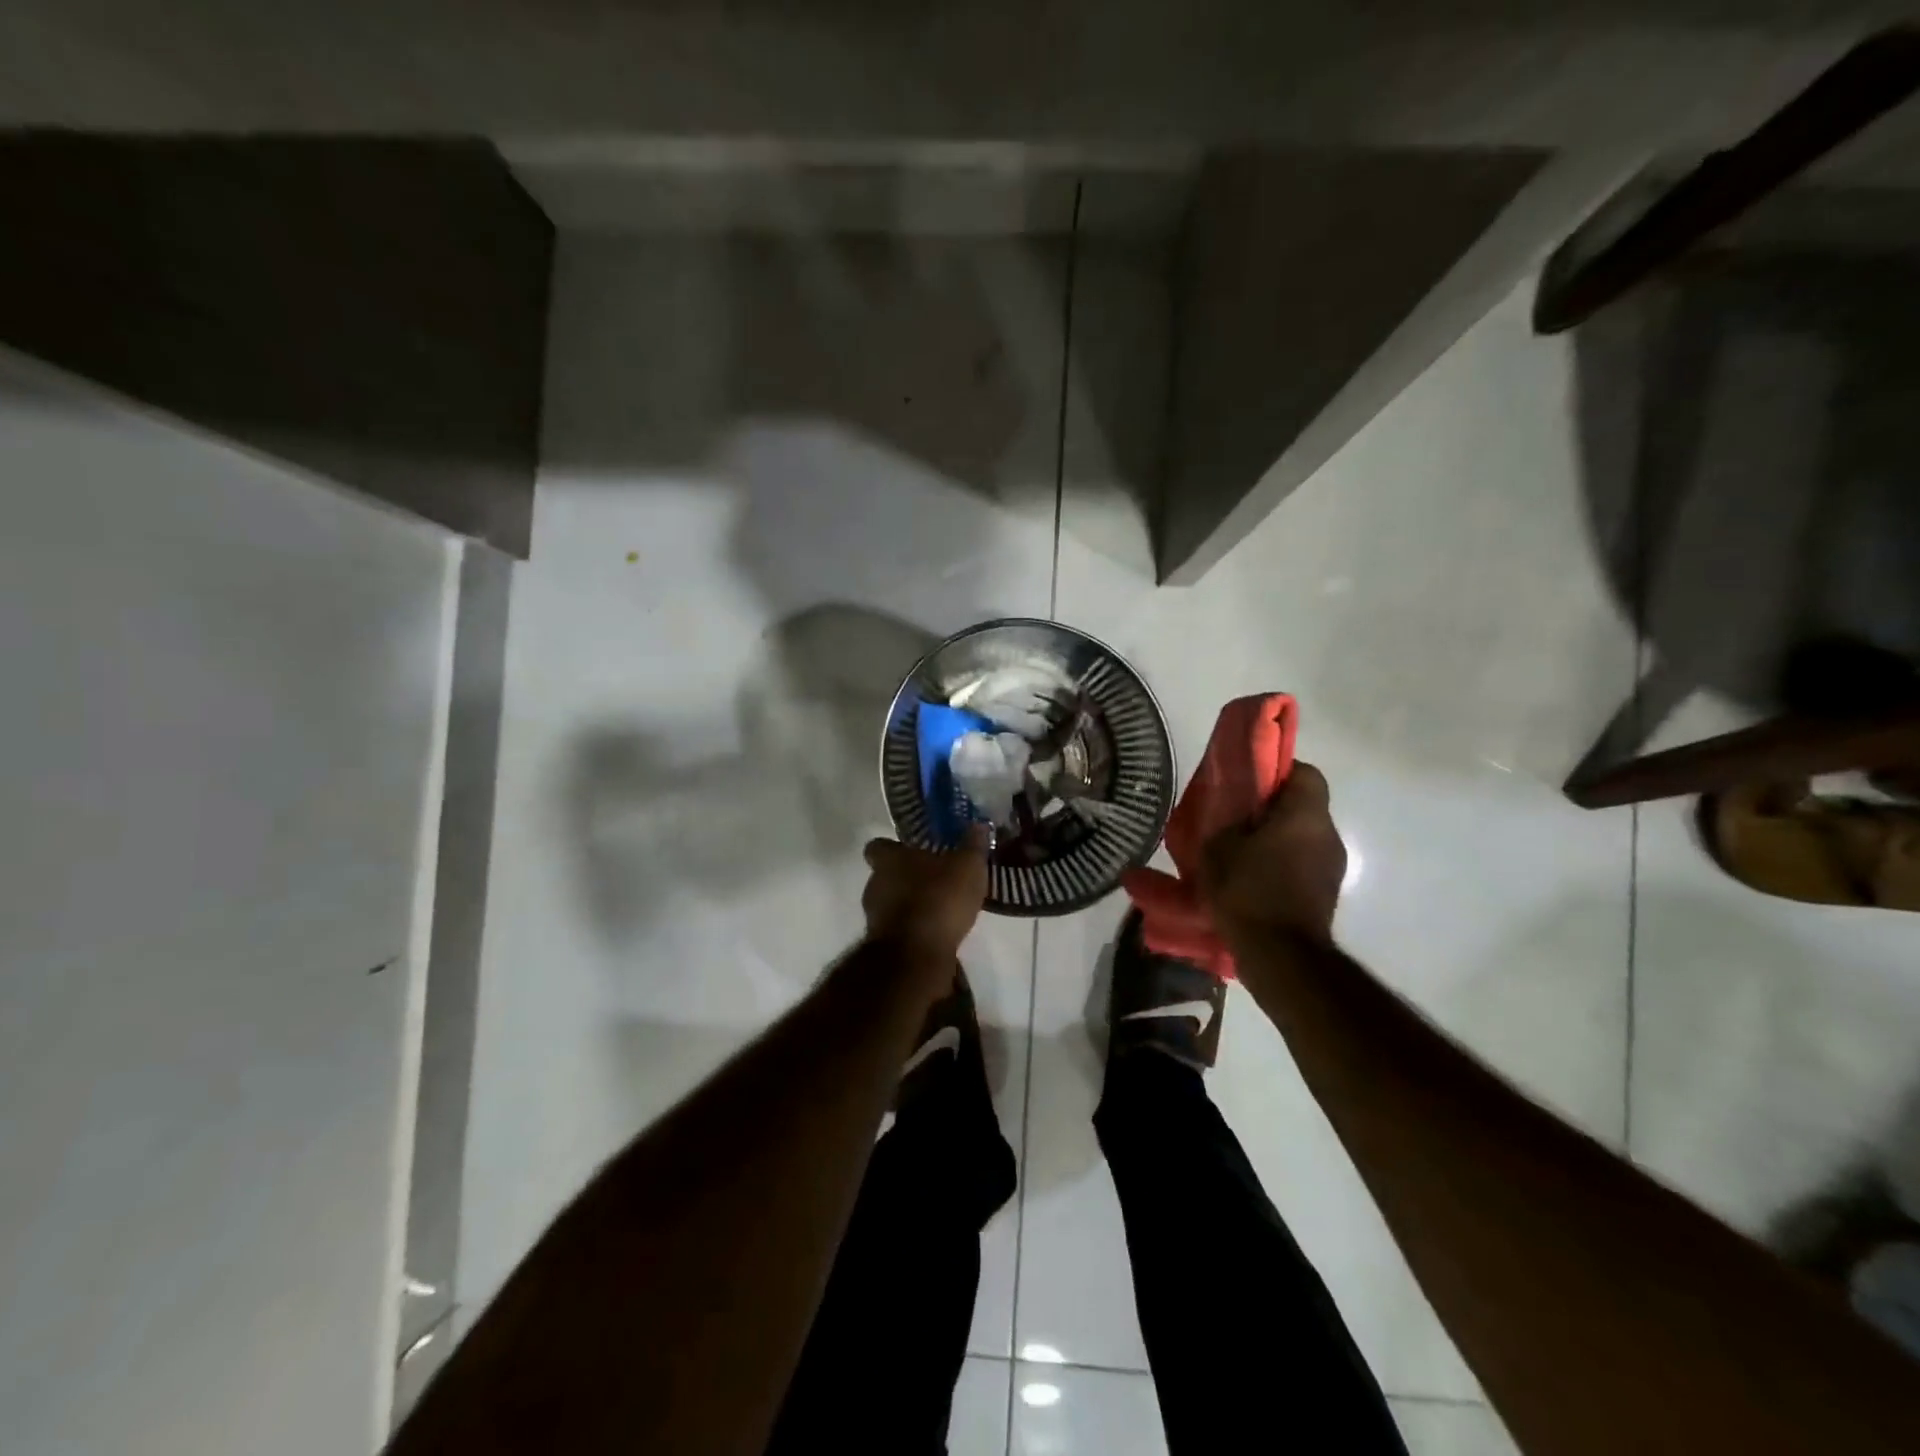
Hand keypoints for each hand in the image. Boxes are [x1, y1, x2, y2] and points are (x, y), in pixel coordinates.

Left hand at [860, 826, 990, 965]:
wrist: (917, 955)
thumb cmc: (939, 898)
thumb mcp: (967, 867)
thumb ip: (973, 845)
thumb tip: (979, 825)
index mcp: (889, 860)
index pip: (878, 846)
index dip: (894, 848)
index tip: (914, 851)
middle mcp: (875, 884)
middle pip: (886, 875)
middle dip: (908, 878)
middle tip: (936, 879)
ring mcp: (875, 916)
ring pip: (892, 903)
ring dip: (911, 905)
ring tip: (941, 908)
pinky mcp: (884, 944)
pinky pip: (900, 929)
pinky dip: (915, 929)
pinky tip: (938, 931)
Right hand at [1197, 761, 1345, 944]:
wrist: (1281, 957)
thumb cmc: (1249, 890)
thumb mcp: (1219, 848)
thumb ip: (1226, 822)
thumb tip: (1232, 818)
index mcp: (1306, 815)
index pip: (1306, 773)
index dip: (1279, 772)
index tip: (1250, 785)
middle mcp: (1328, 836)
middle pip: (1303, 808)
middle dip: (1272, 811)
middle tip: (1236, 821)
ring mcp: (1332, 869)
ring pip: (1302, 839)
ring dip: (1276, 843)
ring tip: (1241, 857)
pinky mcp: (1326, 896)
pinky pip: (1302, 867)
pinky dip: (1281, 869)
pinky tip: (1252, 884)